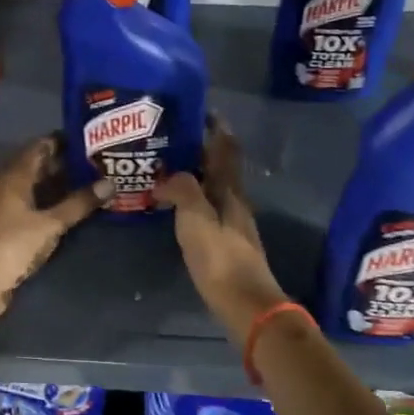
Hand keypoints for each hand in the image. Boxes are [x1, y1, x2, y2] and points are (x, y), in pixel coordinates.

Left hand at [0, 136, 109, 322]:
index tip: (91, 140)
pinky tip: (73, 210)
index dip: (64, 141)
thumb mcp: (50, 223)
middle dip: (66, 164)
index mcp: (14, 176)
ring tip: (93, 183)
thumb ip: (78, 204)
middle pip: (39, 167)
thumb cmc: (11, 244)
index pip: (40, 147)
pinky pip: (35, 207)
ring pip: (37, 189)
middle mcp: (8, 186)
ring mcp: (7, 208)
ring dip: (60, 186)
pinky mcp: (9, 229)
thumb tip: (110, 183)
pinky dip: (53, 205)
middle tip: (99, 163)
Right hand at [154, 121, 290, 339]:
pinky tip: (176, 204)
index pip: (225, 150)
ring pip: (213, 188)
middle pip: (220, 168)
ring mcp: (232, 223)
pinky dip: (193, 197)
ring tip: (168, 167)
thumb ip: (183, 189)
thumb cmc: (220, 258)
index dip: (217, 129)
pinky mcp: (226, 243)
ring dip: (196, 174)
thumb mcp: (196, 219)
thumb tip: (169, 175)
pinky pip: (207, 208)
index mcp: (230, 191)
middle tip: (172, 138)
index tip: (202, 111)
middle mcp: (235, 202)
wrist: (245, 303)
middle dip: (201, 150)